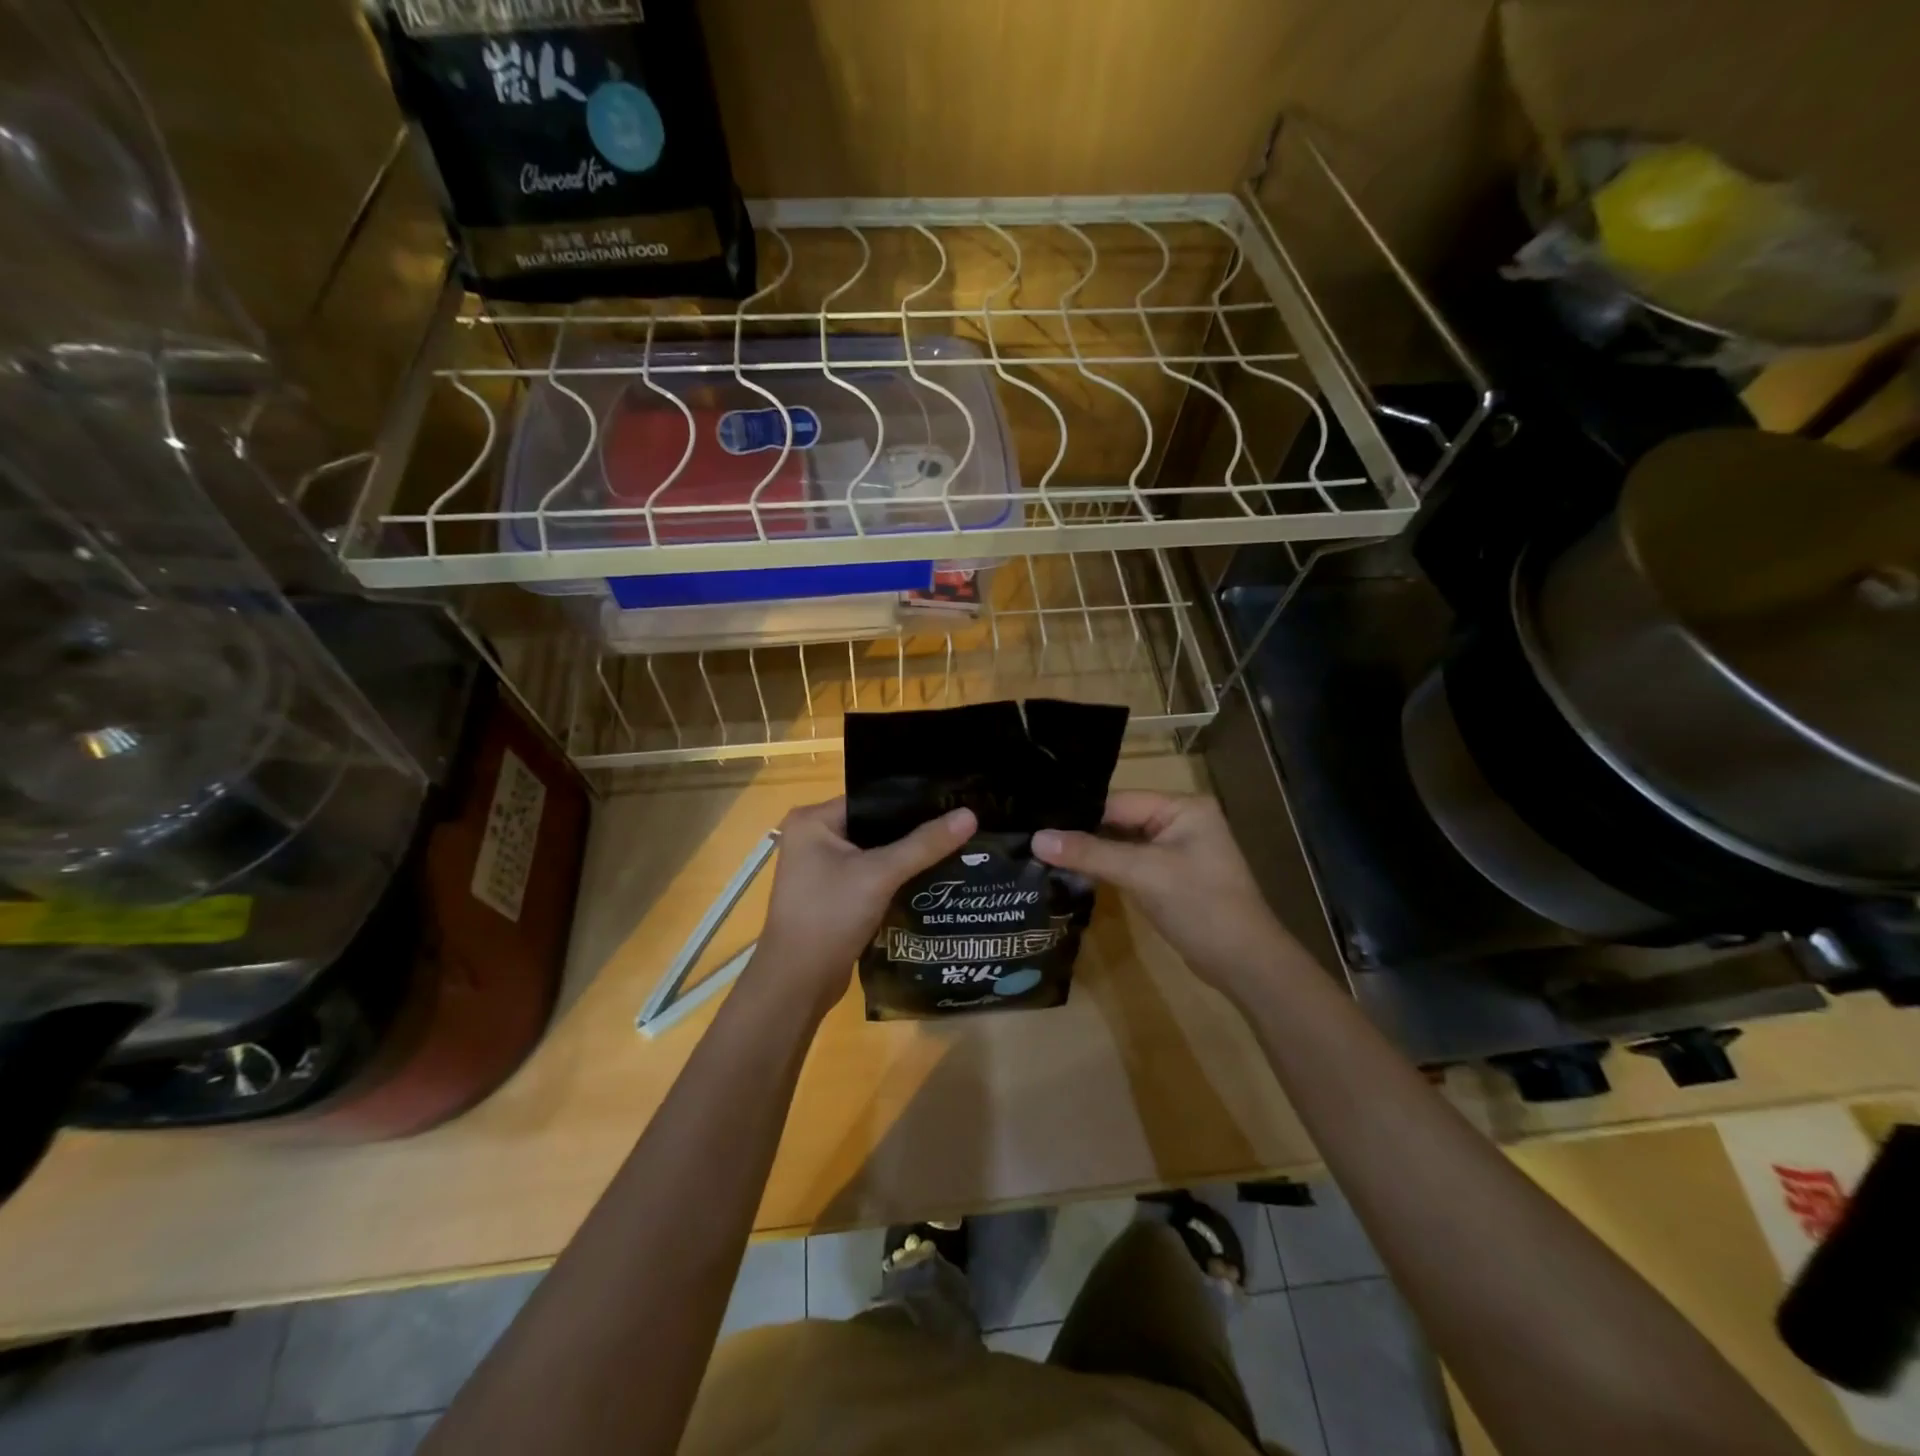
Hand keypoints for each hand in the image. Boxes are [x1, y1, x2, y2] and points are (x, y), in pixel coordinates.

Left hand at [747, 797, 976, 1019]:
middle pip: (874, 825)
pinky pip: (870, 875)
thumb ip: (925, 844)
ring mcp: (820, 869)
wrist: (798, 983)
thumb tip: (970, 814)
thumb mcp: (880, 874)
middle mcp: (813, 838)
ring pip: (875, 852)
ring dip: (907, 855)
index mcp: (813, 821)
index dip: (911, 800)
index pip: (871, 798)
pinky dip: (896, 877)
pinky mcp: (832, 895)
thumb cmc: (830, 916)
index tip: (951, 800)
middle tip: (959, 824)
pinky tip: (932, 877)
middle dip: (914, 829)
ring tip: (954, 846)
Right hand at [1032, 792, 1293, 996]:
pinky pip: (1129, 863)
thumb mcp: (1143, 874)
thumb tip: (1036, 839)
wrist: (1244, 963)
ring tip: (1042, 854)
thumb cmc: (1200, 906)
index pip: (1118, 801)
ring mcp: (1175, 850)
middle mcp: (1179, 820)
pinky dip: (1105, 868)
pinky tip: (1072, 872)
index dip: (1078, 813)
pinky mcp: (1169, 876)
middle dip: (1081, 832)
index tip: (1035, 822)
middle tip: (1032, 839)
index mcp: (1182, 806)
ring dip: (1090, 852)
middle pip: (1118, 819)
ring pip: (1121, 843)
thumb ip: (1090, 853)